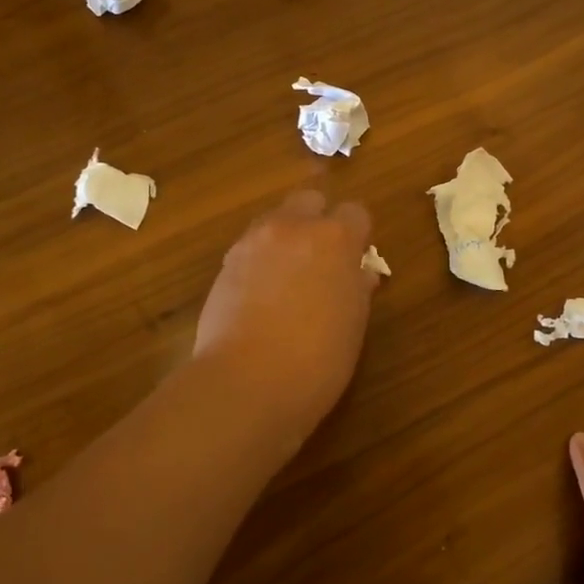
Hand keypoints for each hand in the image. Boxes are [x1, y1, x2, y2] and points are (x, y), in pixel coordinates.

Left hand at [192, 188, 376, 433]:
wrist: (247, 382)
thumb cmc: (318, 358)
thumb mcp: (353, 324)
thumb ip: (357, 288)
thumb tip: (359, 274)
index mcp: (335, 239)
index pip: (355, 212)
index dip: (358, 235)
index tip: (357, 261)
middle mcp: (292, 228)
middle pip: (309, 201)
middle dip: (318, 221)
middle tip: (322, 260)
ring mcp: (253, 242)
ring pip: (275, 220)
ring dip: (287, 238)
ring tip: (289, 279)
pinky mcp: (225, 264)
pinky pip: (250, 247)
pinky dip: (261, 260)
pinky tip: (262, 295)